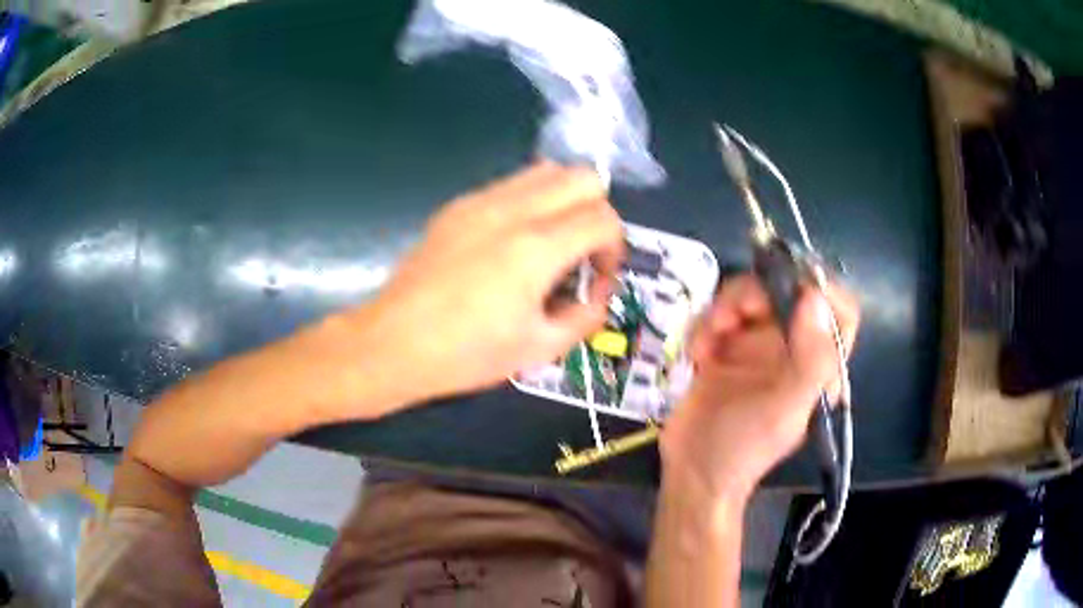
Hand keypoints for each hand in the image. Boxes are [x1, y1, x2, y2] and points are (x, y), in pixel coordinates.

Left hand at [352, 161, 623, 406]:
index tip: (596, 280)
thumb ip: (586, 315)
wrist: (393, 343)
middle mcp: (512, 210)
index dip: (614, 249)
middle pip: (583, 177)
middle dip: (596, 212)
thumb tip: (599, 292)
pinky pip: (511, 185)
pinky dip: (530, 203)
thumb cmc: (466, 354)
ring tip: (549, 245)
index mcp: (536, 248)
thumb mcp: (539, 348)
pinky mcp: (458, 206)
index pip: (604, 218)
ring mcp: (480, 201)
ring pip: (547, 170)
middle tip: (580, 254)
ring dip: (564, 201)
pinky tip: (511, 246)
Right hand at [660, 275, 859, 501]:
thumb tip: (814, 297)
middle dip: (757, 295)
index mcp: (819, 363)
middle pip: (787, 292)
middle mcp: (794, 348)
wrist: (693, 471)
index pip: (839, 311)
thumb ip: (811, 359)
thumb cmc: (745, 447)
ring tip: (708, 341)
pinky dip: (705, 327)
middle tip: (732, 316)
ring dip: (724, 310)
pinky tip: (698, 354)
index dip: (822, 289)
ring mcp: (758, 346)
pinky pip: (719, 314)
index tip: (788, 286)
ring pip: (750, 297)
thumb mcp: (785, 409)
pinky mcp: (726, 348)